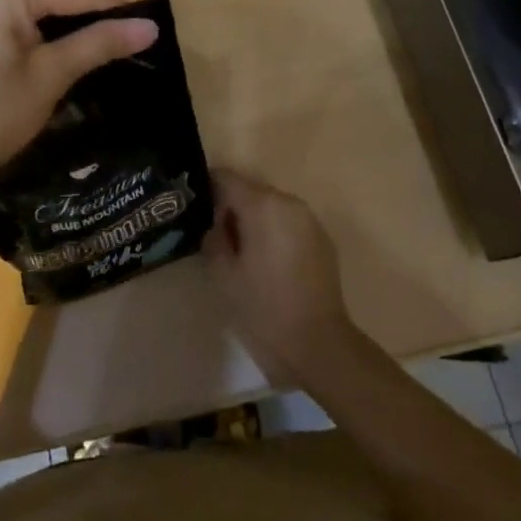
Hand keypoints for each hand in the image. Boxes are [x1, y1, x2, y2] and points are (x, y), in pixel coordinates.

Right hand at [205, 169, 354, 385]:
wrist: (317, 342)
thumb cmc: (264, 307)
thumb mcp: (223, 274)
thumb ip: (214, 238)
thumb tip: (215, 224)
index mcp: (262, 205)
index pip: (226, 178)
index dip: (208, 191)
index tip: (197, 213)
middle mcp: (288, 202)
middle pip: (250, 190)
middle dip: (232, 208)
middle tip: (219, 240)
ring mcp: (309, 219)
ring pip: (271, 206)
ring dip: (255, 221)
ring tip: (244, 254)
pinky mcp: (322, 237)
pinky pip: (289, 222)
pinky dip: (275, 232)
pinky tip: (270, 264)